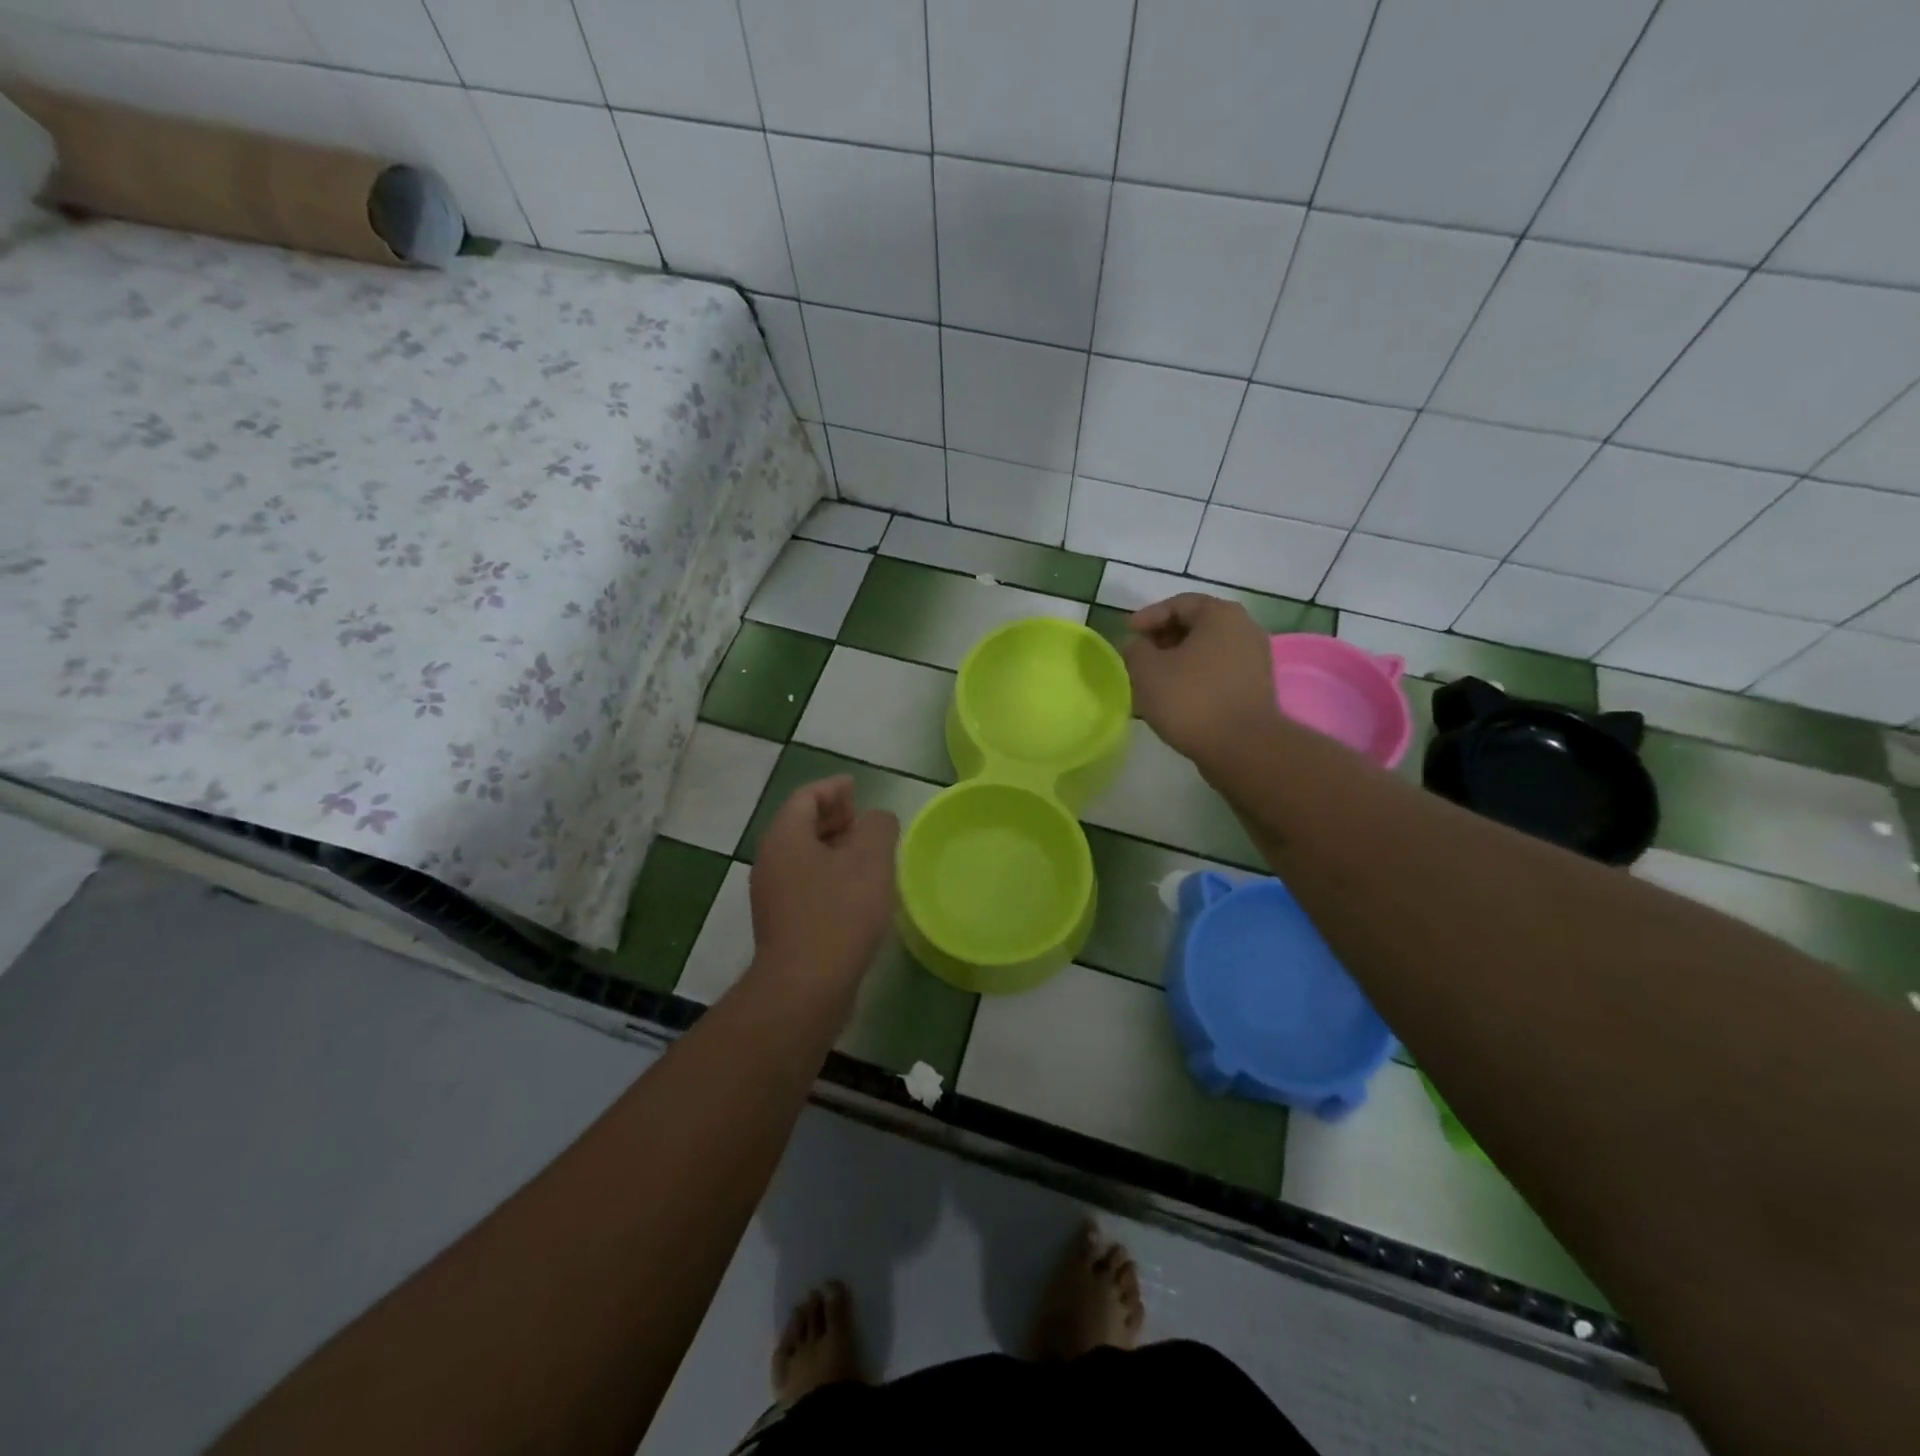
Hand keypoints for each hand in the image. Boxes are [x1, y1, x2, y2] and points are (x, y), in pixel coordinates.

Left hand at [748, 776, 898, 995]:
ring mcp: (773, 896)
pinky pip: (807, 885)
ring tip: (869, 855)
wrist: (806, 987)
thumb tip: (876, 820)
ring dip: (835, 849)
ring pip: (805, 858)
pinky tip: (858, 892)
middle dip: (834, 817)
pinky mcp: (784, 925)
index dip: (834, 787)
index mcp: (785, 837)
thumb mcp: (870, 858)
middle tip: (865, 819)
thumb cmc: (839, 912)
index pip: (806, 797)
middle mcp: (771, 861)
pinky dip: (831, 876)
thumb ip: (878, 826)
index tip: (857, 787)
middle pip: (801, 825)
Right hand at [1121, 594, 1277, 766]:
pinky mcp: (1256, 687)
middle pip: (1196, 625)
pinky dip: (1195, 676)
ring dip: (1178, 660)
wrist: (1242, 747)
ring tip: (1153, 679)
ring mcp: (1255, 659)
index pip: (1179, 604)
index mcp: (1220, 615)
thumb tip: (1136, 645)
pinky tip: (1175, 696)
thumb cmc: (1190, 699)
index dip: (1148, 617)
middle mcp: (1244, 628)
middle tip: (1138, 656)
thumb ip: (1135, 649)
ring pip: (1207, 650)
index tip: (1128, 634)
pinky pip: (1218, 671)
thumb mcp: (1147, 670)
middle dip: (1163, 639)